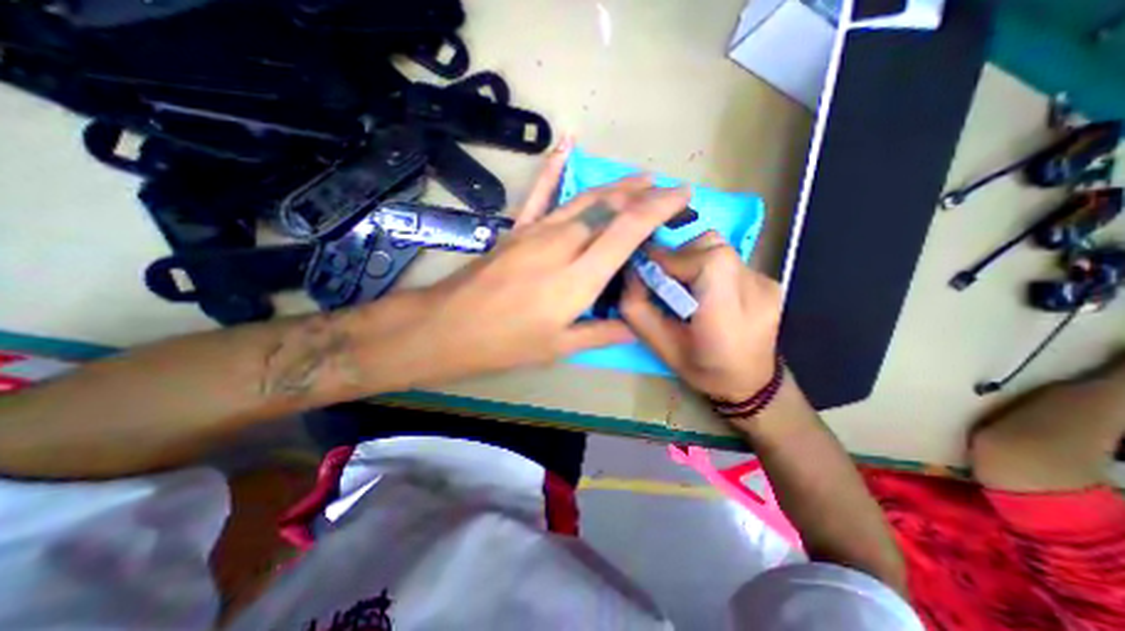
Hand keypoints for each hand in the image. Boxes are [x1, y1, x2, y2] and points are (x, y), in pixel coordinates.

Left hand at [400, 140, 689, 384]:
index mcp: (579, 277)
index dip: (658, 208)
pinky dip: (554, 167)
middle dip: (643, 194)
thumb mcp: (559, 347)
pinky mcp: (518, 228)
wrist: (451, 326)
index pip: (627, 230)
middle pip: (610, 207)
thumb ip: (601, 333)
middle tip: (666, 189)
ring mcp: (538, 231)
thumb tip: (634, 327)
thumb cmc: (507, 342)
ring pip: (585, 198)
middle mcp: (563, 244)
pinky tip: (566, 144)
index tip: (681, 195)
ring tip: (640, 178)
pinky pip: (541, 192)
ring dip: (616, 185)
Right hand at [624, 229, 783, 398]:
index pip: (706, 262)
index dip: (671, 257)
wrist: (751, 382)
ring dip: (693, 258)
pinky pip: (729, 258)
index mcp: (727, 315)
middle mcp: (755, 290)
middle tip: (664, 278)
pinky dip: (709, 266)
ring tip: (686, 285)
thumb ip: (638, 308)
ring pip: (719, 246)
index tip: (646, 266)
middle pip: (711, 245)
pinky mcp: (769, 279)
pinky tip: (707, 290)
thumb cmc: (702, 369)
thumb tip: (631, 272)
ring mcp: (766, 282)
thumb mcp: (659, 346)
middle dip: (679, 256)